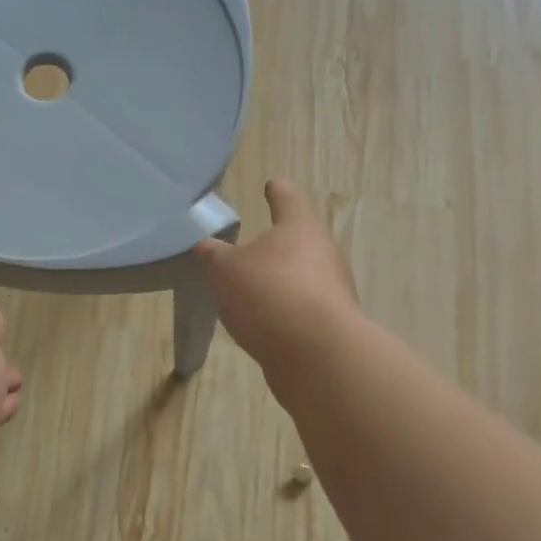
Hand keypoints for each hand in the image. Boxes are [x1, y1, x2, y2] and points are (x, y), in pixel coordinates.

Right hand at [194, 178, 359, 373]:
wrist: (318, 355)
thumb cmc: (269, 294)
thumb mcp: (225, 270)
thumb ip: (214, 255)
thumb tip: (207, 246)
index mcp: (300, 228)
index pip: (288, 197)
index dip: (277, 191)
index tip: (271, 185)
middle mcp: (324, 253)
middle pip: (299, 240)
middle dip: (276, 244)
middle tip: (247, 250)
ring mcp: (333, 291)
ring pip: (302, 277)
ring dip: (279, 281)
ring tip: (248, 293)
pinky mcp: (332, 325)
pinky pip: (302, 309)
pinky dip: (284, 312)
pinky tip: (263, 324)